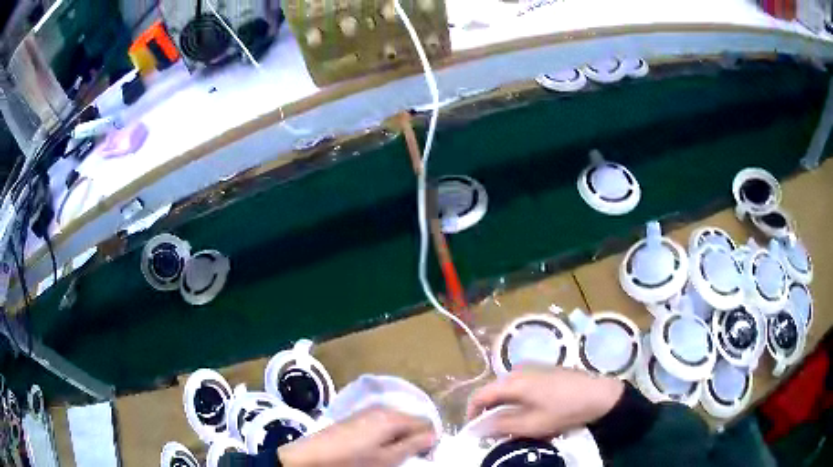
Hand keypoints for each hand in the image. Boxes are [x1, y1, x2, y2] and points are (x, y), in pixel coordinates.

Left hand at [278, 406, 437, 466]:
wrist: (311, 456)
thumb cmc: (353, 460)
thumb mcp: (387, 458)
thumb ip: (414, 445)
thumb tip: (435, 435)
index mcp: (393, 417)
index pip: (427, 422)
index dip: (431, 439)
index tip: (425, 456)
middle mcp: (383, 408)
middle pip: (412, 420)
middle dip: (416, 437)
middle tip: (409, 457)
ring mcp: (368, 411)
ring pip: (398, 422)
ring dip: (401, 437)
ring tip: (393, 454)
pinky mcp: (357, 417)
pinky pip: (383, 423)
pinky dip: (387, 434)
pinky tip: (377, 447)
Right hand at [466, 367, 623, 438]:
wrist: (598, 394)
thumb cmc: (564, 410)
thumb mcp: (532, 424)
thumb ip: (502, 425)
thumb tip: (480, 427)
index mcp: (513, 381)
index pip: (481, 394)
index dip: (472, 412)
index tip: (473, 430)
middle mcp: (518, 369)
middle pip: (494, 391)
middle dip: (490, 411)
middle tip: (494, 431)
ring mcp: (533, 367)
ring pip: (508, 389)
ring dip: (505, 406)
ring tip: (513, 424)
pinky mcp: (544, 370)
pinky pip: (521, 385)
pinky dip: (518, 399)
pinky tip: (530, 411)